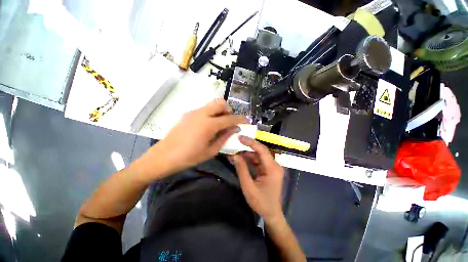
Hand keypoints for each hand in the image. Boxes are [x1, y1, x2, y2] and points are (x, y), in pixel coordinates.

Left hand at [151, 99, 245, 175]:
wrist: (163, 156)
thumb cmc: (189, 157)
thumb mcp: (211, 151)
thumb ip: (224, 137)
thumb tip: (234, 129)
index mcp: (208, 124)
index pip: (229, 118)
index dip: (240, 119)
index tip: (246, 120)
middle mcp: (201, 114)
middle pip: (220, 103)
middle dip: (229, 110)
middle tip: (230, 121)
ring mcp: (193, 112)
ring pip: (211, 104)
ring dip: (220, 111)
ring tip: (220, 124)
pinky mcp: (187, 114)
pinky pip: (204, 109)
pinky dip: (211, 113)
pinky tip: (208, 126)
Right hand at [232, 136, 284, 222]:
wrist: (271, 214)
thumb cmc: (261, 202)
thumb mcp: (248, 186)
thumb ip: (242, 169)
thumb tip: (235, 155)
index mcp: (272, 168)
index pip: (262, 150)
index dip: (250, 142)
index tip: (240, 138)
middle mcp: (274, 165)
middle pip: (260, 151)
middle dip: (247, 147)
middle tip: (235, 143)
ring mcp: (271, 167)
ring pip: (258, 155)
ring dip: (246, 154)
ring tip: (234, 152)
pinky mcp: (268, 170)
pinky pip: (257, 161)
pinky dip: (248, 160)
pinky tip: (239, 159)